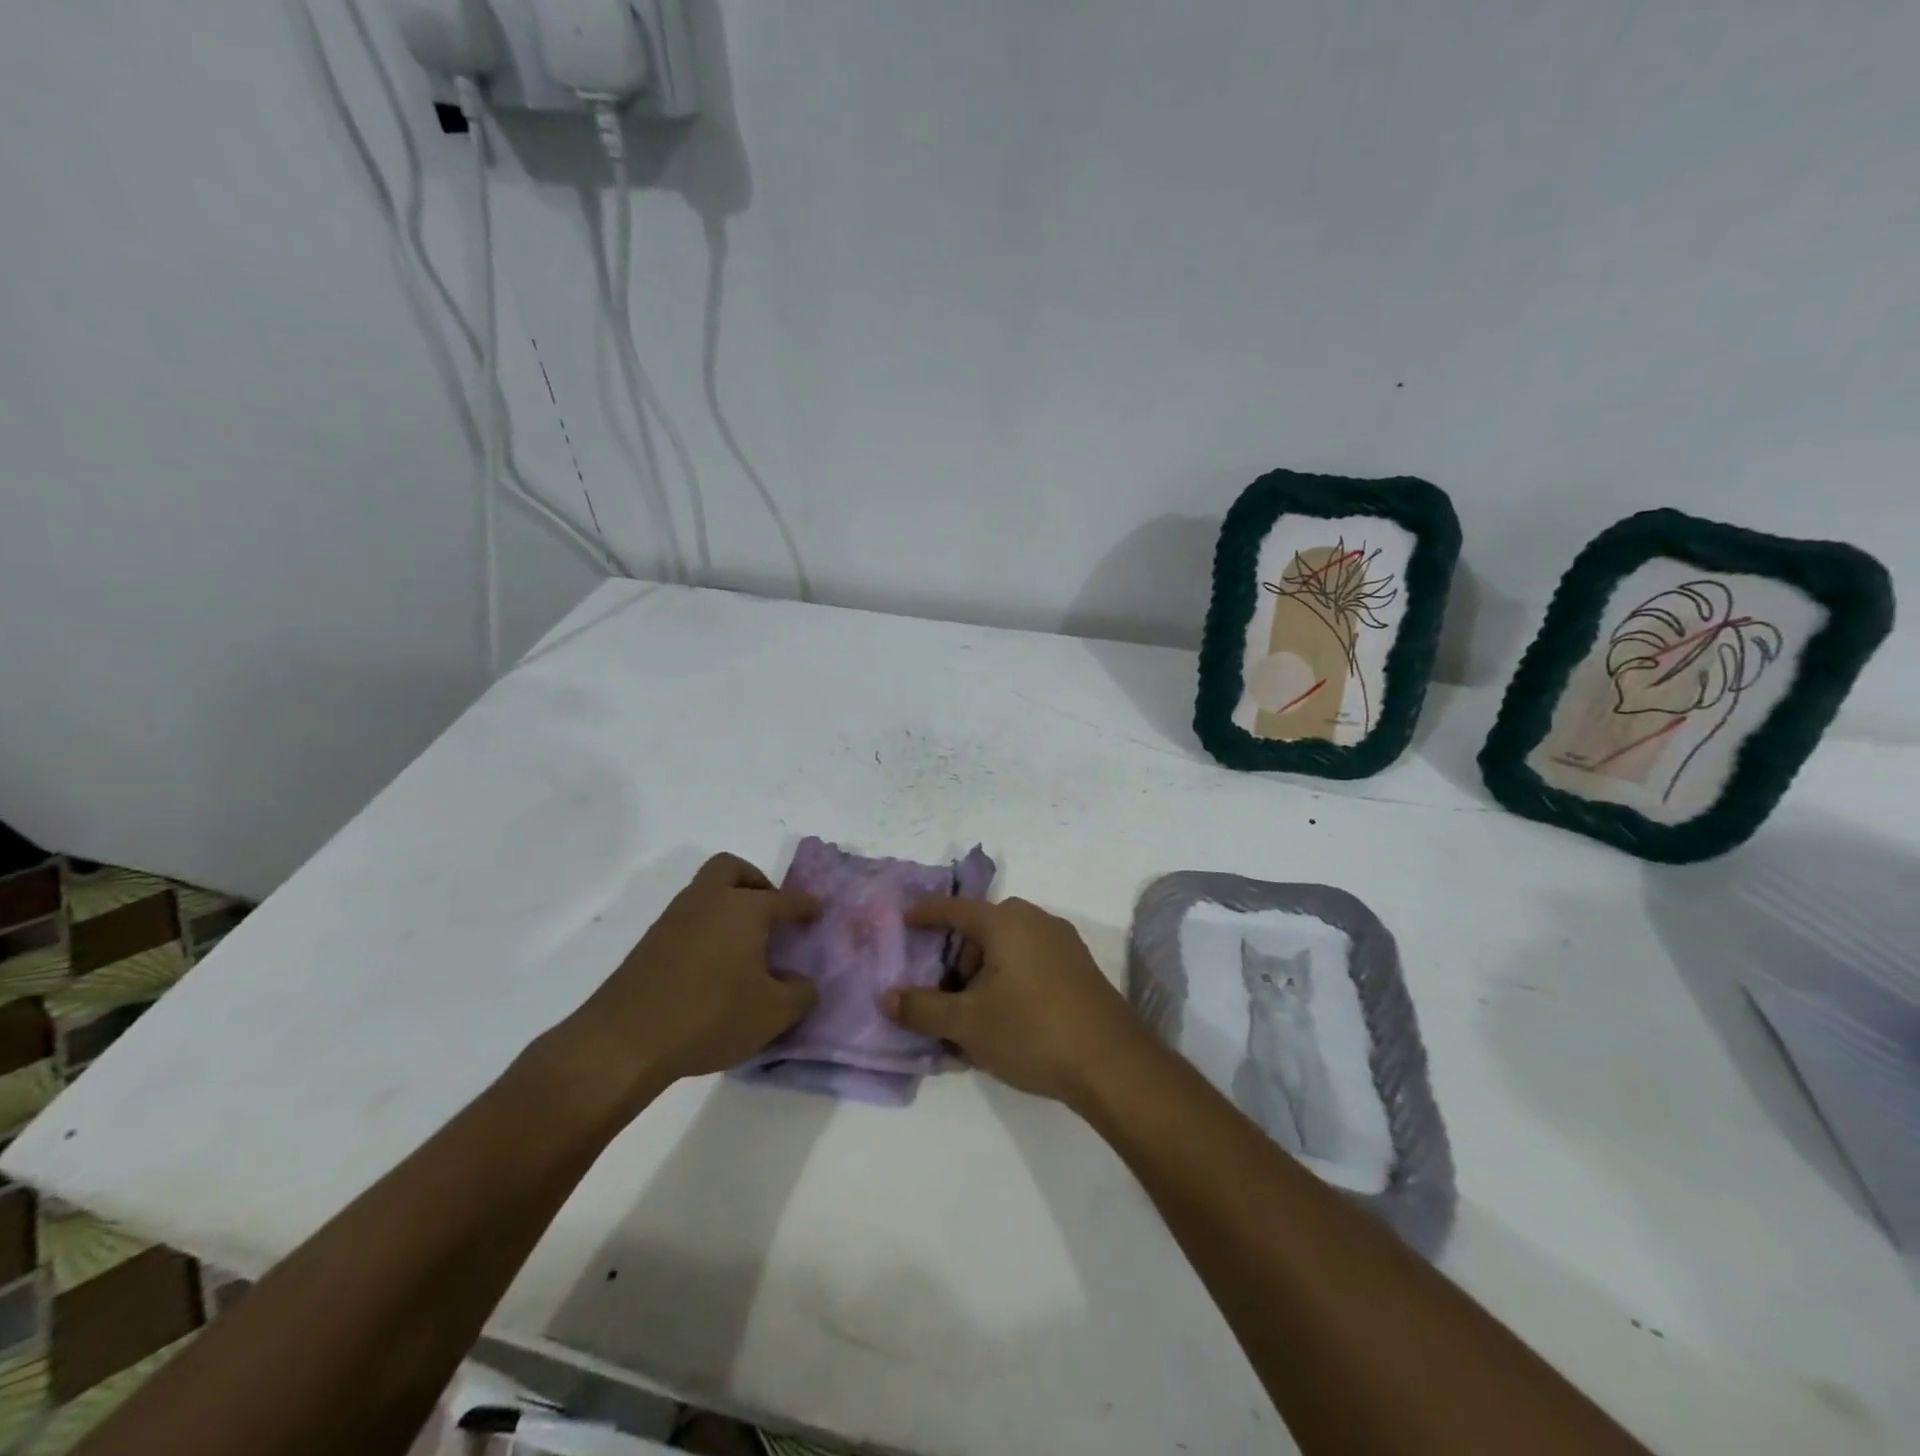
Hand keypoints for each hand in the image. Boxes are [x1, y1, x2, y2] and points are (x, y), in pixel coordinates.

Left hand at [553, 854, 818, 1107]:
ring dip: (727, 906)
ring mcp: (675, 918)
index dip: (805, 906)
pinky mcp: (650, 943)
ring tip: (744, 945)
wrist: (625, 1040)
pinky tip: (714, 965)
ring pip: (706, 892)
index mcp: (745, 908)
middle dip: (755, 882)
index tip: (816, 911)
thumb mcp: (773, 1013)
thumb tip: (804, 984)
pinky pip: (688, 919)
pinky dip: (706, 929)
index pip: (786, 899)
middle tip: (769, 911)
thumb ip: (801, 995)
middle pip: (732, 869)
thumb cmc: (711, 1016)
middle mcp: (710, 901)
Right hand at [881, 896, 1154, 1104]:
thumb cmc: (1031, 1031)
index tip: (904, 918)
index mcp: (1006, 922)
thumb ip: (923, 1008)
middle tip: (943, 993)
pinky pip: (1030, 961)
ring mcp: (1063, 943)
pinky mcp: (1079, 968)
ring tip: (973, 1016)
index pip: (955, 909)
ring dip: (984, 973)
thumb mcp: (967, 1024)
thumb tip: (886, 997)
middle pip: (983, 929)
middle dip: (958, 957)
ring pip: (1008, 948)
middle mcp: (1036, 921)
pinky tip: (1005, 1019)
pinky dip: (1009, 979)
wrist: (1112, 1064)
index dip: (927, 913)